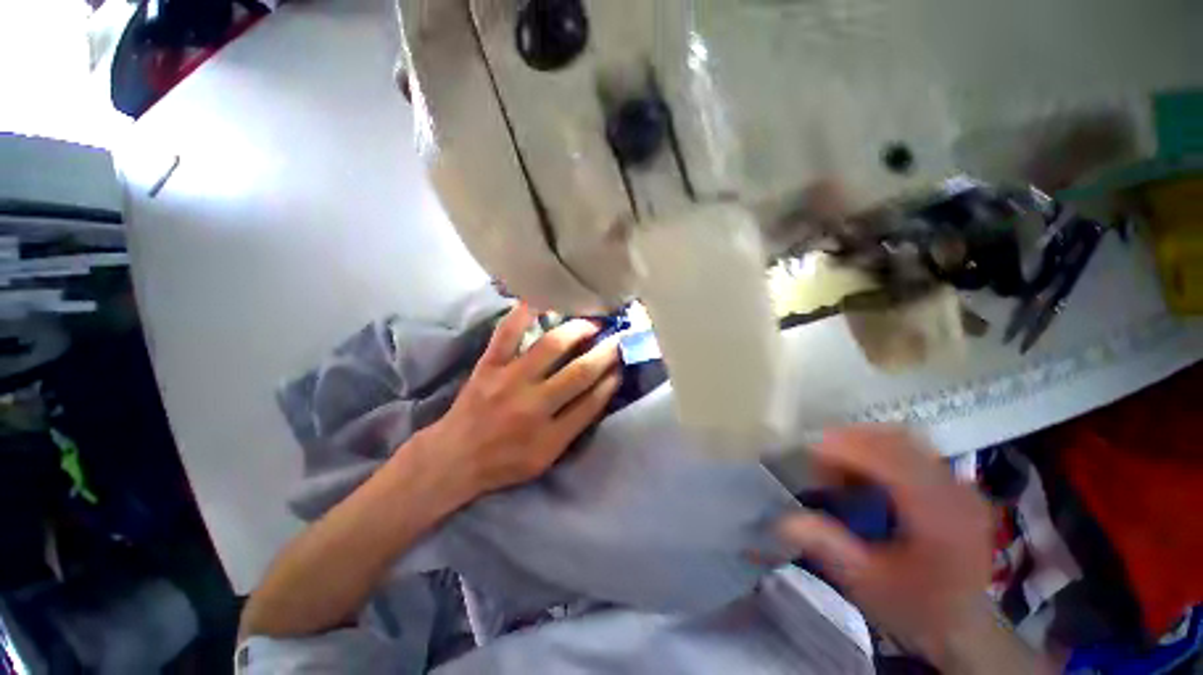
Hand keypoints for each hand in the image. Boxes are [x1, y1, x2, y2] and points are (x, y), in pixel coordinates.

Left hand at [414, 304, 620, 505]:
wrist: (454, 457)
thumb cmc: (505, 461)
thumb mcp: (547, 457)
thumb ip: (575, 425)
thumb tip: (602, 389)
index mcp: (550, 435)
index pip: (592, 402)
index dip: (611, 380)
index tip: (622, 365)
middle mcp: (533, 406)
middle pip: (579, 372)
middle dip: (605, 352)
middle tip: (617, 338)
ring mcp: (509, 381)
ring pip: (550, 346)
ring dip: (577, 330)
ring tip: (591, 322)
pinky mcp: (488, 366)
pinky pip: (507, 333)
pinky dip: (523, 312)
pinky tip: (542, 300)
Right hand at [776, 426, 996, 664]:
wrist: (963, 623)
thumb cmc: (915, 606)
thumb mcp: (869, 585)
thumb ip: (831, 549)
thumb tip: (788, 521)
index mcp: (941, 517)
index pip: (892, 460)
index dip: (848, 448)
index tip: (810, 452)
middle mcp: (956, 491)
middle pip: (898, 440)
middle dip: (851, 440)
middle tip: (820, 460)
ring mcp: (959, 484)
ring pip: (904, 439)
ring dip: (863, 443)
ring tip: (837, 465)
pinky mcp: (953, 483)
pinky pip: (911, 449)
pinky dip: (878, 450)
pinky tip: (861, 471)